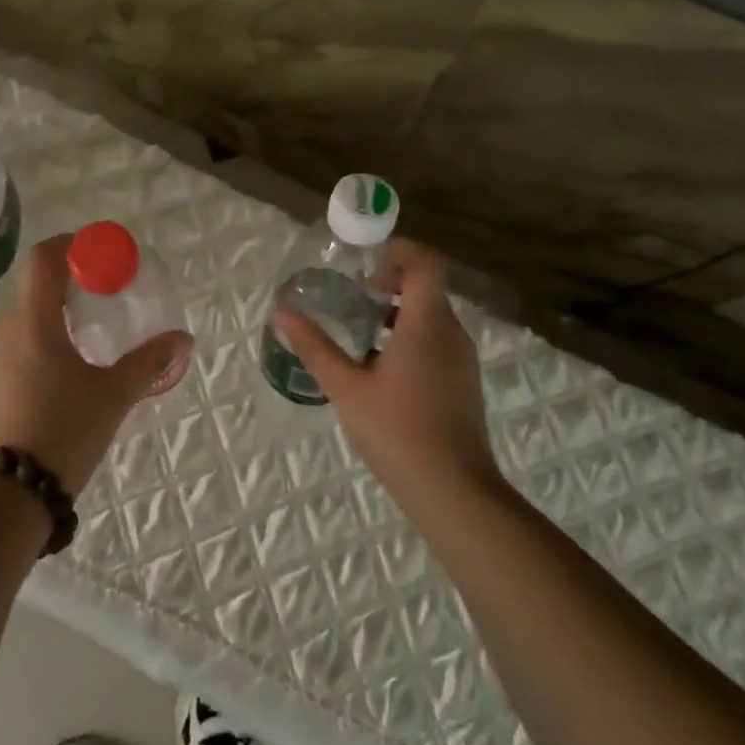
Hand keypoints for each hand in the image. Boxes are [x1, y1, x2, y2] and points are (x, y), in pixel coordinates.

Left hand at [0, 233, 191, 495]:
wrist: (3, 497)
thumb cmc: (61, 433)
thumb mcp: (113, 396)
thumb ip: (149, 362)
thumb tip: (183, 339)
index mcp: (32, 321)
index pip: (43, 258)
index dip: (71, 246)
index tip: (101, 256)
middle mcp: (4, 329)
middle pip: (36, 287)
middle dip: (71, 285)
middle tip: (105, 300)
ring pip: (25, 317)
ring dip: (55, 316)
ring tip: (89, 339)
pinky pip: (14, 344)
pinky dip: (40, 341)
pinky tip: (63, 372)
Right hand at [273, 239, 498, 504]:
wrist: (454, 492)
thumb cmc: (397, 432)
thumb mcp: (346, 388)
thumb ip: (314, 346)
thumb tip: (281, 312)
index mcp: (426, 323)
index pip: (425, 262)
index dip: (398, 252)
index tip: (364, 265)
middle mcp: (451, 332)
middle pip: (426, 286)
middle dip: (389, 283)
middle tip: (352, 296)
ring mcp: (462, 358)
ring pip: (431, 315)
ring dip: (397, 312)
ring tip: (359, 331)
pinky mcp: (463, 381)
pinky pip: (437, 340)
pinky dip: (410, 336)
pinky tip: (380, 368)